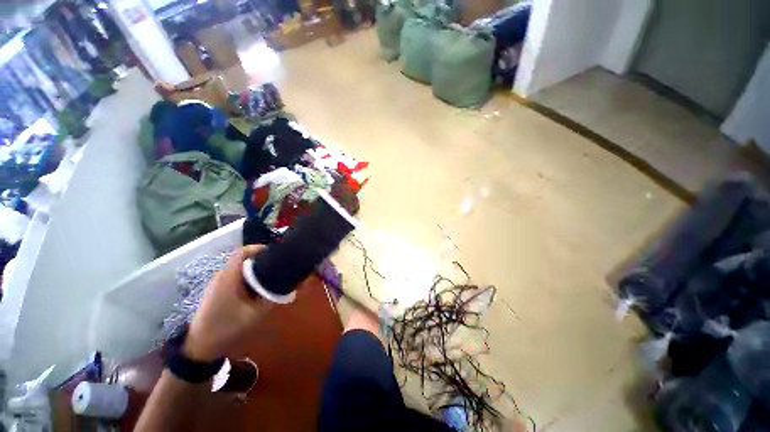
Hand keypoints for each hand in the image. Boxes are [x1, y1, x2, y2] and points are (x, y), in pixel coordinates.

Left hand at [183, 245, 271, 361]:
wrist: (199, 346)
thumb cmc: (226, 327)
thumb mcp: (255, 314)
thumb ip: (272, 298)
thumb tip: (288, 286)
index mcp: (229, 277)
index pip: (242, 252)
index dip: (258, 248)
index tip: (275, 252)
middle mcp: (223, 276)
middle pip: (243, 258)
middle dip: (261, 258)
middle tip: (278, 265)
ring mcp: (219, 283)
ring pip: (240, 267)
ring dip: (256, 268)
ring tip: (272, 274)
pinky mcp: (219, 290)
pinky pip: (237, 276)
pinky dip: (249, 277)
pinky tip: (258, 287)